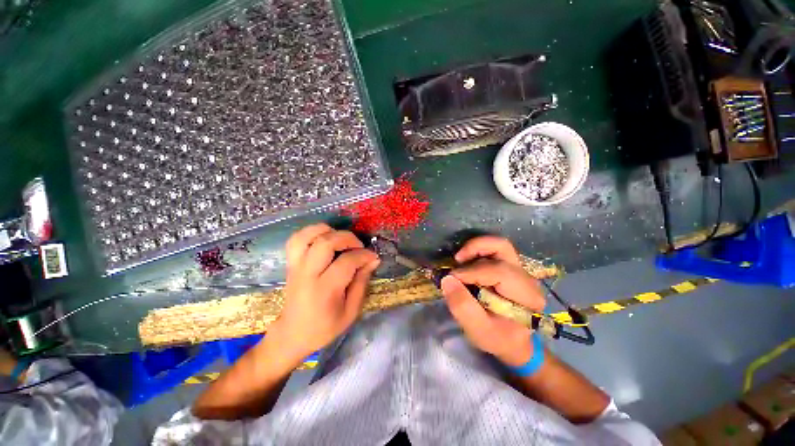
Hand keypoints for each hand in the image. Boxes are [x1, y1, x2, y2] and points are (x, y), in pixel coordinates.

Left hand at [271, 223, 379, 361]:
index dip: (364, 255)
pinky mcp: (291, 263)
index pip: (347, 261)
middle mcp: (307, 274)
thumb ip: (362, 283)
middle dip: (348, 238)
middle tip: (359, 246)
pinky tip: (325, 238)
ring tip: (341, 239)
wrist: (292, 335)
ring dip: (328, 231)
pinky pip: (296, 239)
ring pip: (307, 236)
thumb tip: (373, 260)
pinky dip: (312, 232)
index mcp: (324, 290)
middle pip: (326, 242)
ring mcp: (296, 266)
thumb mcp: (351, 312)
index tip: (373, 257)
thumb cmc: (324, 327)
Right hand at [441, 236, 544, 366]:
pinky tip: (466, 264)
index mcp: (525, 295)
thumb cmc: (498, 339)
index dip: (471, 272)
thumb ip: (462, 306)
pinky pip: (494, 252)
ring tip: (460, 259)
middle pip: (502, 247)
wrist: (513, 343)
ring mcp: (519, 271)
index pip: (498, 271)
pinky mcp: (510, 269)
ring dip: (476, 248)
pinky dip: (477, 252)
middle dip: (476, 248)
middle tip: (457, 259)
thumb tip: (447, 279)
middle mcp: (526, 278)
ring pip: (499, 245)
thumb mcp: (478, 330)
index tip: (452, 279)